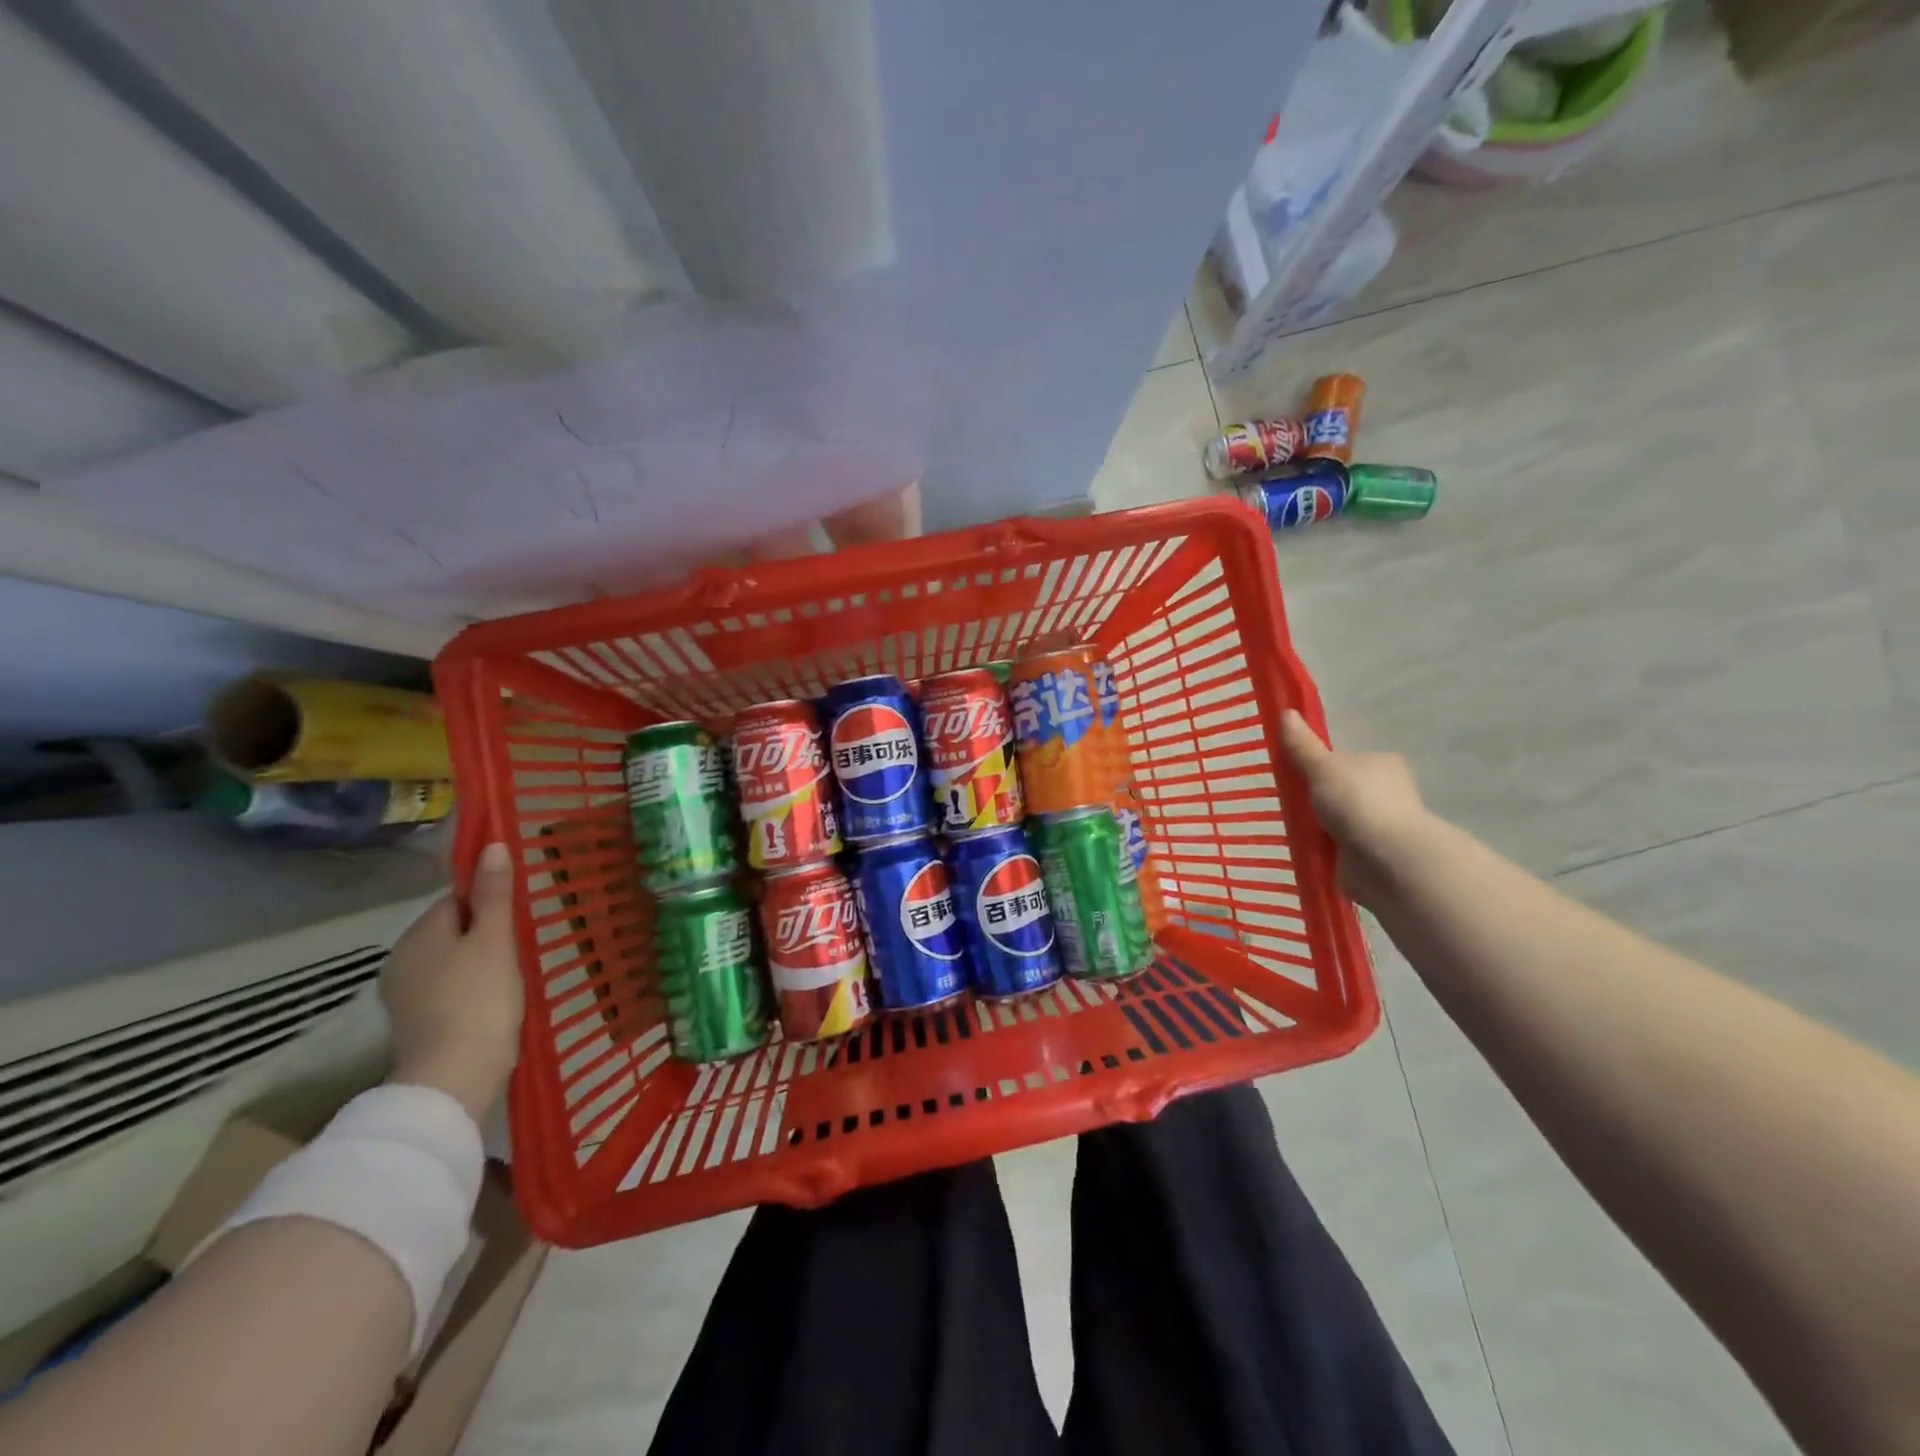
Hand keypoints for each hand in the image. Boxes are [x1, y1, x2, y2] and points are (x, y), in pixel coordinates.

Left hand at [383, 842, 524, 1122]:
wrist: (454, 1077)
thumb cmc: (479, 997)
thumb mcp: (495, 939)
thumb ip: (494, 893)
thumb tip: (492, 845)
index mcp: (419, 933)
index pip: (453, 899)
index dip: (487, 903)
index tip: (516, 919)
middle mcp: (401, 959)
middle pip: (449, 931)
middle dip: (482, 935)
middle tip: (520, 949)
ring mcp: (403, 996)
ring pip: (448, 963)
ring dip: (476, 964)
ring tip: (511, 978)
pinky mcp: (414, 1025)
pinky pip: (445, 992)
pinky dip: (467, 992)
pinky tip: (491, 1005)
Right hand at [1279, 710, 1430, 909]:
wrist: (1388, 859)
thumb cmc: (1358, 803)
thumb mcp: (1322, 767)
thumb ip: (1303, 745)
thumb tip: (1286, 712)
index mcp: (1381, 763)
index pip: (1347, 758)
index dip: (1322, 765)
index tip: (1297, 775)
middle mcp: (1388, 791)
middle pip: (1343, 789)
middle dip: (1319, 797)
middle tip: (1287, 802)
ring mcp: (1382, 825)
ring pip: (1341, 819)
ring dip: (1321, 825)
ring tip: (1289, 827)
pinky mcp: (1375, 854)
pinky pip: (1342, 846)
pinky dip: (1326, 847)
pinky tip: (1306, 848)